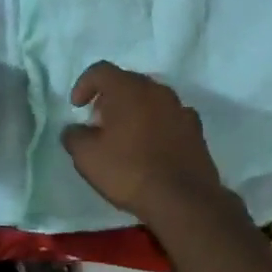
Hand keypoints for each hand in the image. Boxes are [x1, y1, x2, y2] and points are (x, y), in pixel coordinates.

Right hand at [61, 62, 229, 225]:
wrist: (183, 200)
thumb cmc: (129, 171)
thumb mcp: (87, 157)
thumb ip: (74, 136)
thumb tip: (75, 130)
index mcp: (128, 88)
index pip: (101, 70)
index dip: (84, 84)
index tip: (77, 107)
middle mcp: (157, 90)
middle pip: (127, 82)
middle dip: (110, 98)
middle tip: (99, 122)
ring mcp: (180, 108)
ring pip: (151, 99)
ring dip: (135, 110)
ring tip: (126, 136)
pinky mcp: (196, 130)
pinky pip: (169, 118)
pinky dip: (157, 125)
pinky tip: (152, 147)